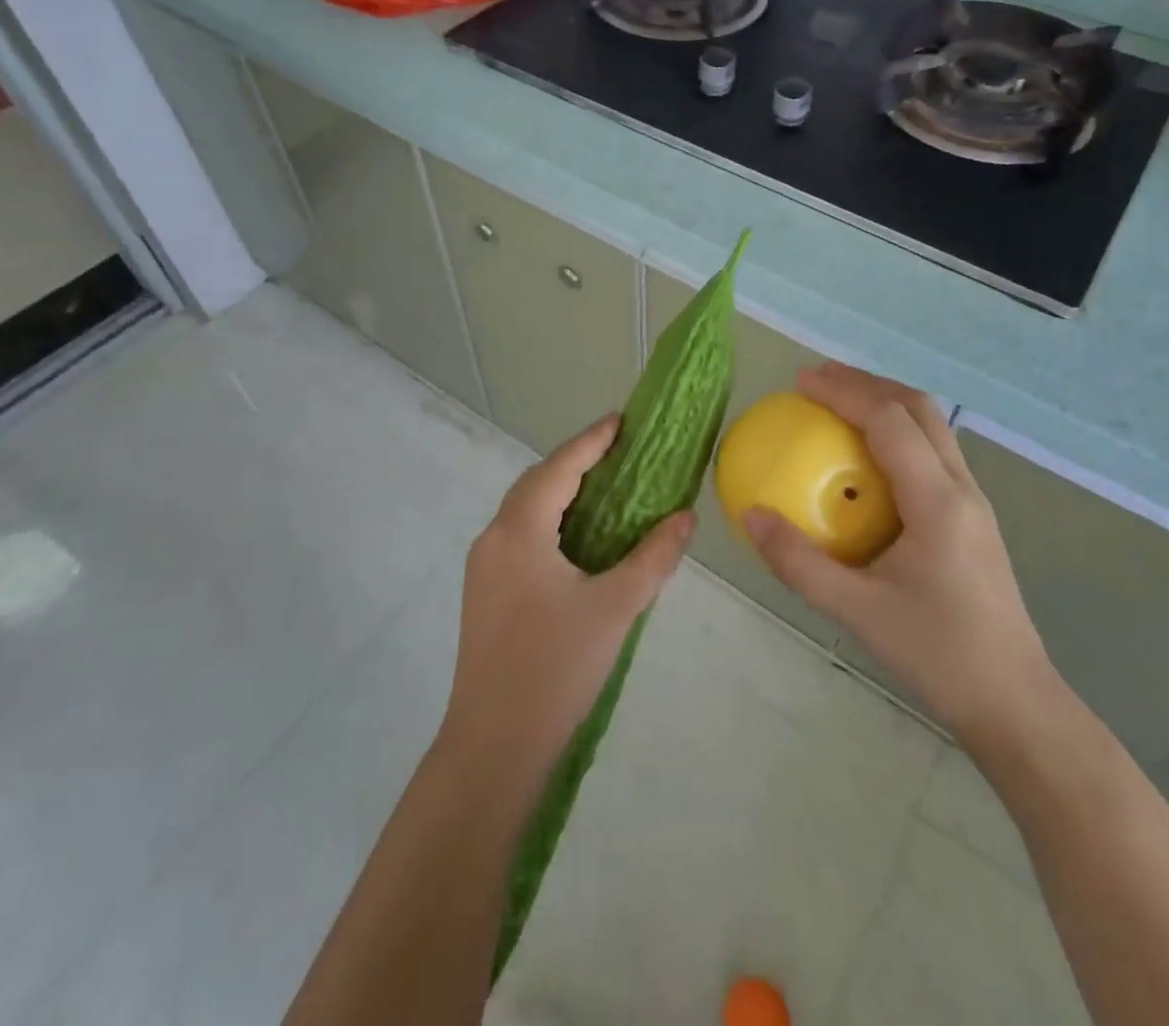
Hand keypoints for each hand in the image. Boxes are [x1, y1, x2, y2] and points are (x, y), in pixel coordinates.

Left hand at [441, 415, 694, 779]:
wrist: (492, 747)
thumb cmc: (555, 669)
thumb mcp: (615, 609)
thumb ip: (653, 558)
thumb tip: (685, 517)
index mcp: (519, 532)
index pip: (559, 468)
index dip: (591, 441)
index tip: (621, 420)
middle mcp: (493, 539)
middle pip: (536, 483)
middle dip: (575, 462)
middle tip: (619, 453)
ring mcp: (483, 568)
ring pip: (525, 511)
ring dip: (561, 493)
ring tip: (605, 489)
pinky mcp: (484, 594)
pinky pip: (520, 537)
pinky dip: (550, 522)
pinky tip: (578, 540)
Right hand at [743, 363, 1056, 750]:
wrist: (1015, 702)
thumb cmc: (938, 654)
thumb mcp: (856, 612)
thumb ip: (798, 562)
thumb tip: (750, 514)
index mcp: (938, 501)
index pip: (890, 421)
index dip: (845, 391)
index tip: (801, 382)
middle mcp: (962, 488)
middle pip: (918, 408)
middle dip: (867, 382)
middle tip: (818, 380)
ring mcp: (973, 502)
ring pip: (932, 427)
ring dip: (886, 402)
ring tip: (840, 403)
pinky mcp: (972, 518)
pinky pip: (932, 453)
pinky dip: (897, 433)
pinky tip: (867, 459)